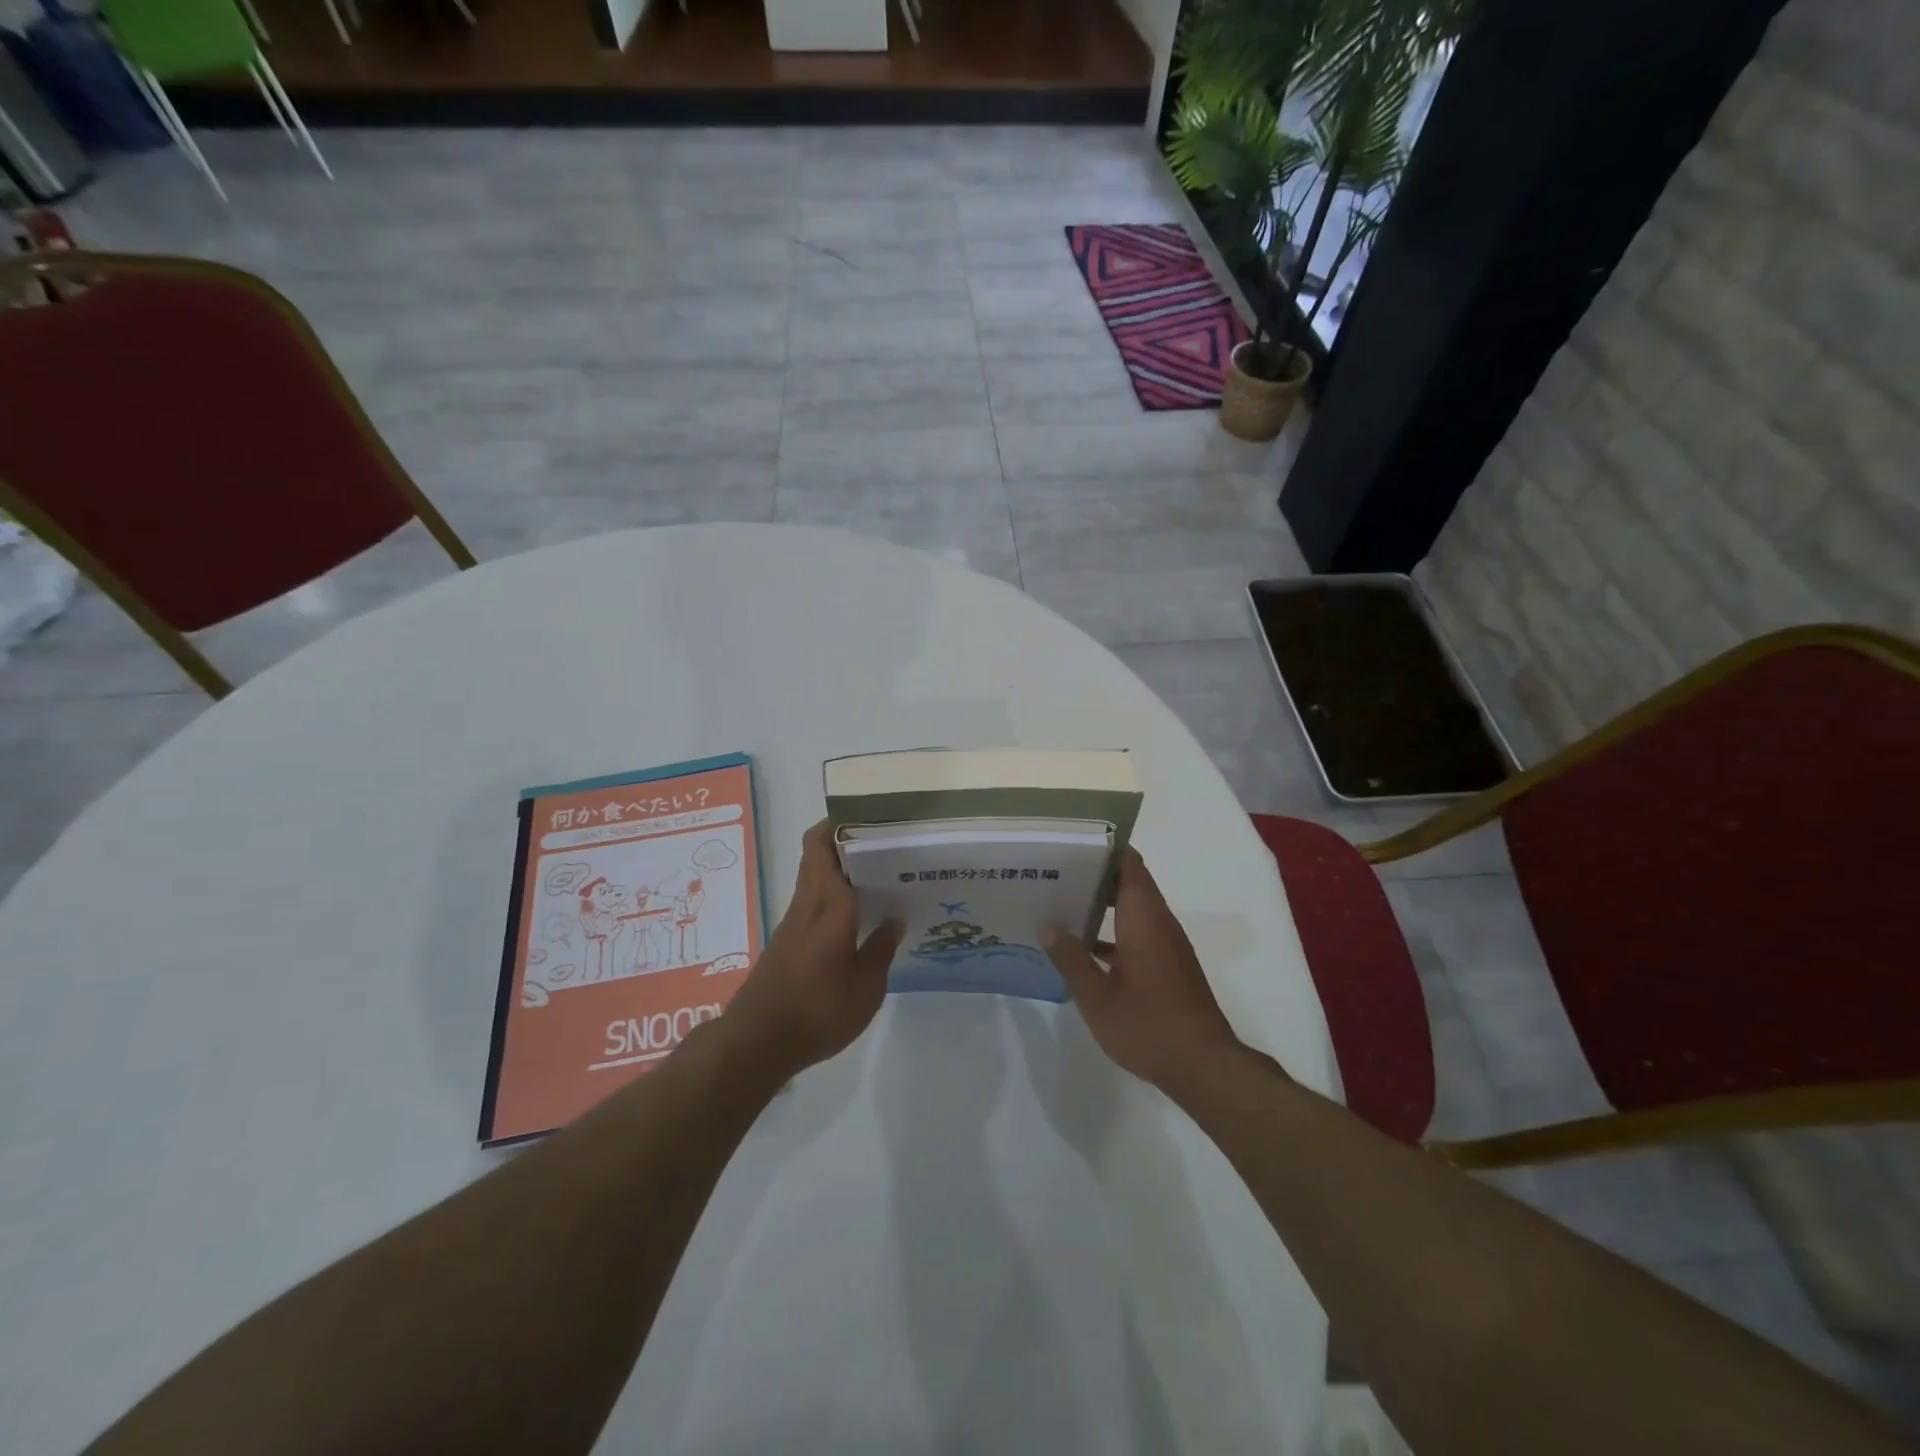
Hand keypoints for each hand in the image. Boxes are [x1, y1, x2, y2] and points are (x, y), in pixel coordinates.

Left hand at [724, 820, 901, 1078]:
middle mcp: (807, 903)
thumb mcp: (866, 988)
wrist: (757, 1042)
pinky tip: (859, 916)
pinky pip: (813, 901)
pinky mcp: (787, 942)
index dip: (840, 822)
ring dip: (840, 868)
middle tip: (885, 844)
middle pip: (816, 853)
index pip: (823, 844)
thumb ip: (881, 950)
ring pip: (814, 876)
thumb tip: (894, 921)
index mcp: (828, 903)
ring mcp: (793, 922)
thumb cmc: (817, 1010)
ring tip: (880, 875)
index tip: (870, 816)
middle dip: (844, 840)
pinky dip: (834, 895)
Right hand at [1043, 849, 1242, 1091]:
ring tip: (1063, 904)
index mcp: (1144, 919)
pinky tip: (1086, 949)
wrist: (1204, 1066)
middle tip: (1057, 873)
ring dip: (1105, 904)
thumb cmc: (1148, 1025)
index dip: (1105, 848)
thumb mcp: (1097, 997)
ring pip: (1135, 908)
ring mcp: (1168, 945)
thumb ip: (1071, 959)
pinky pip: (1140, 932)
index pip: (1130, 864)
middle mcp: (1160, 923)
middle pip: (1131, 882)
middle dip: (1097, 874)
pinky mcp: (1170, 965)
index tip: (1074, 844)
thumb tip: (1048, 926)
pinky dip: (1116, 931)